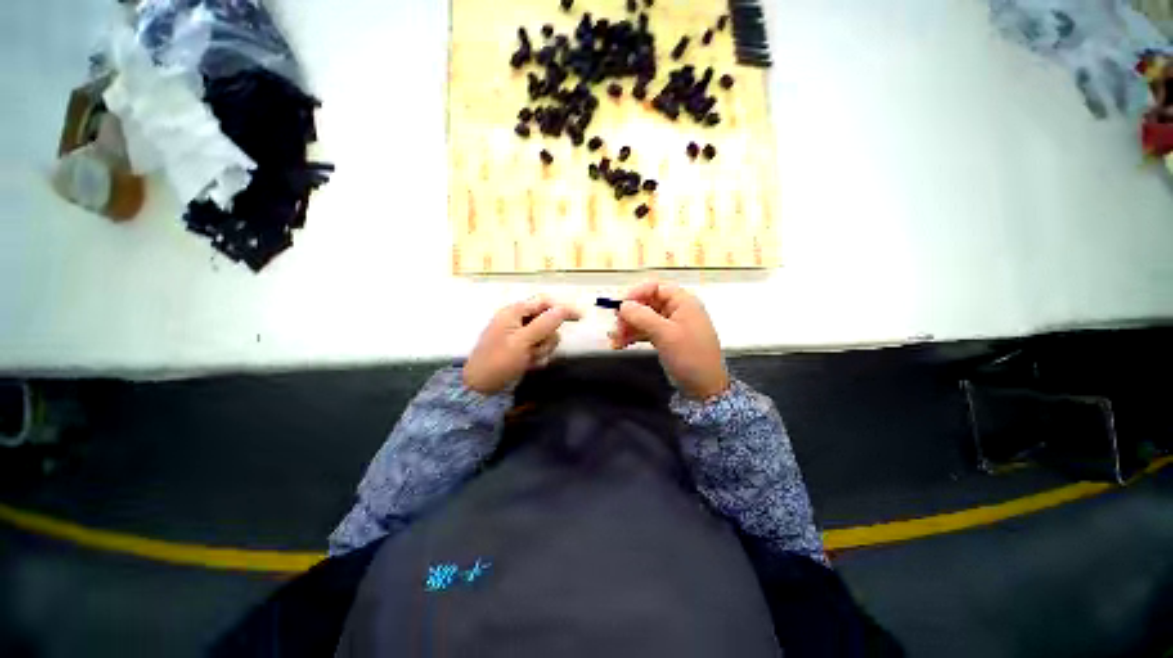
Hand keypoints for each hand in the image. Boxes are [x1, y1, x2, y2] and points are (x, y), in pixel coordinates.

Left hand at [463, 297, 580, 394]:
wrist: (480, 387)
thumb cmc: (498, 361)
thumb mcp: (522, 342)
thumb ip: (544, 324)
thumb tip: (563, 308)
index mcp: (514, 312)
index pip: (544, 303)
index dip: (562, 308)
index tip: (580, 318)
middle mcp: (517, 320)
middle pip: (546, 321)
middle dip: (546, 337)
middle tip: (537, 349)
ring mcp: (519, 335)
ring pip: (545, 336)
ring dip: (542, 349)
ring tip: (529, 359)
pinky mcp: (520, 348)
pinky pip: (538, 347)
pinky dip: (537, 355)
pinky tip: (528, 364)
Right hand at [609, 281, 729, 399]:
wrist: (704, 388)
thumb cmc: (689, 356)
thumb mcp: (665, 334)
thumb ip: (643, 317)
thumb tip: (623, 305)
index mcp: (683, 302)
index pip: (655, 287)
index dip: (636, 293)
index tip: (620, 306)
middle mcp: (677, 310)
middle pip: (647, 303)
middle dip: (629, 314)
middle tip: (616, 328)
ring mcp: (671, 325)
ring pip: (644, 318)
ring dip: (628, 326)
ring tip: (615, 340)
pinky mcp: (666, 339)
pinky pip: (646, 331)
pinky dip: (633, 335)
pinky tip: (621, 344)